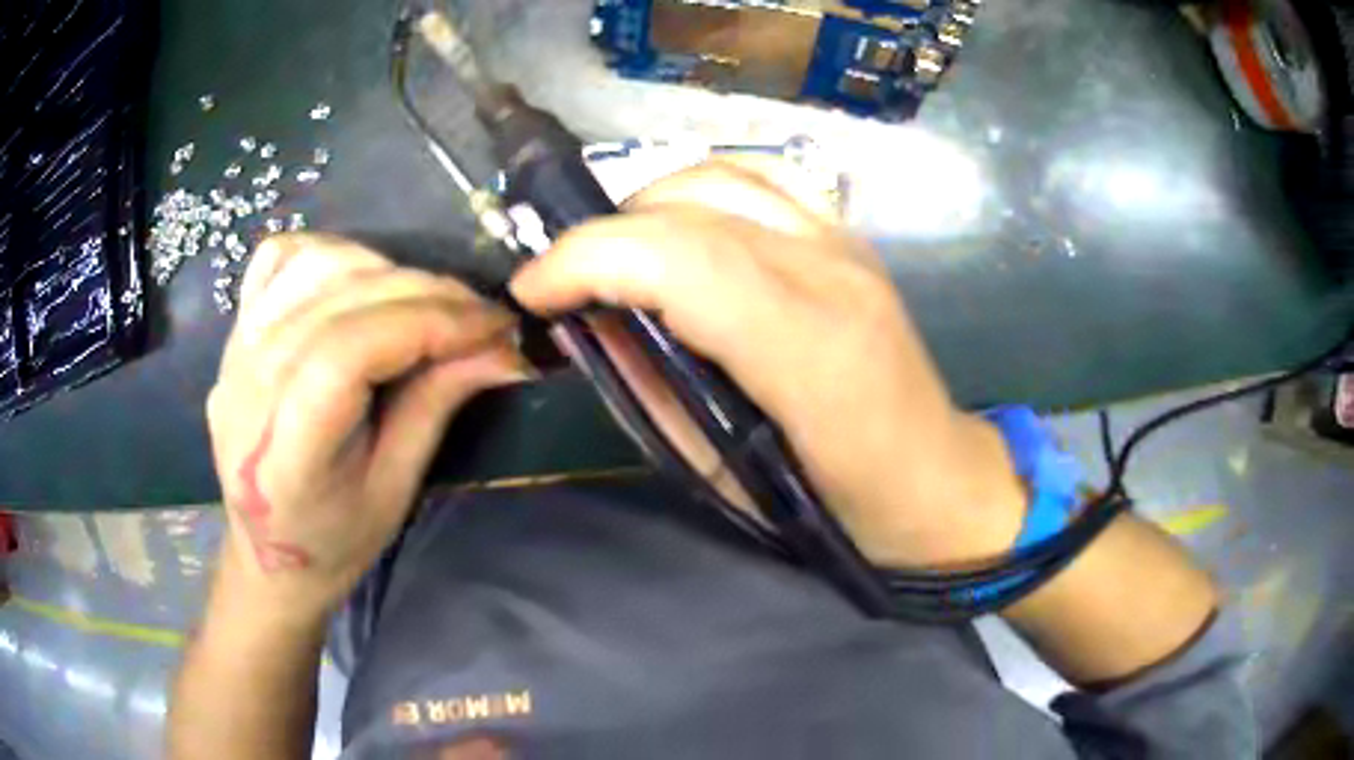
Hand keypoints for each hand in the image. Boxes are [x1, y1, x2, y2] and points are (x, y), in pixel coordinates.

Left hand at [206, 234, 525, 615]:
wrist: (267, 553)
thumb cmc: (334, 541)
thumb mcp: (395, 490)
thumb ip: (436, 406)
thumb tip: (502, 348)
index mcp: (284, 454)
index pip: (349, 351)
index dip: (428, 323)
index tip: (493, 325)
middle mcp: (247, 388)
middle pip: (337, 300)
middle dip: (423, 293)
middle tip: (479, 314)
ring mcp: (233, 352)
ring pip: (311, 265)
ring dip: (382, 269)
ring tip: (422, 303)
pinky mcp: (235, 332)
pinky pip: (278, 260)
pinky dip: (329, 254)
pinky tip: (358, 282)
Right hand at [512, 160, 1026, 568]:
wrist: (940, 480)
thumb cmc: (843, 505)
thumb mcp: (731, 479)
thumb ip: (657, 392)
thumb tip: (592, 327)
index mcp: (810, 350)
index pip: (682, 261)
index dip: (589, 260)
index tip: (533, 290)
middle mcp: (831, 274)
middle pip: (692, 209)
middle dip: (602, 236)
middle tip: (562, 283)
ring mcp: (846, 245)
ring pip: (720, 178)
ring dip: (644, 207)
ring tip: (614, 258)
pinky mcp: (849, 238)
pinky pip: (757, 182)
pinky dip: (694, 195)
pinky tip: (675, 235)